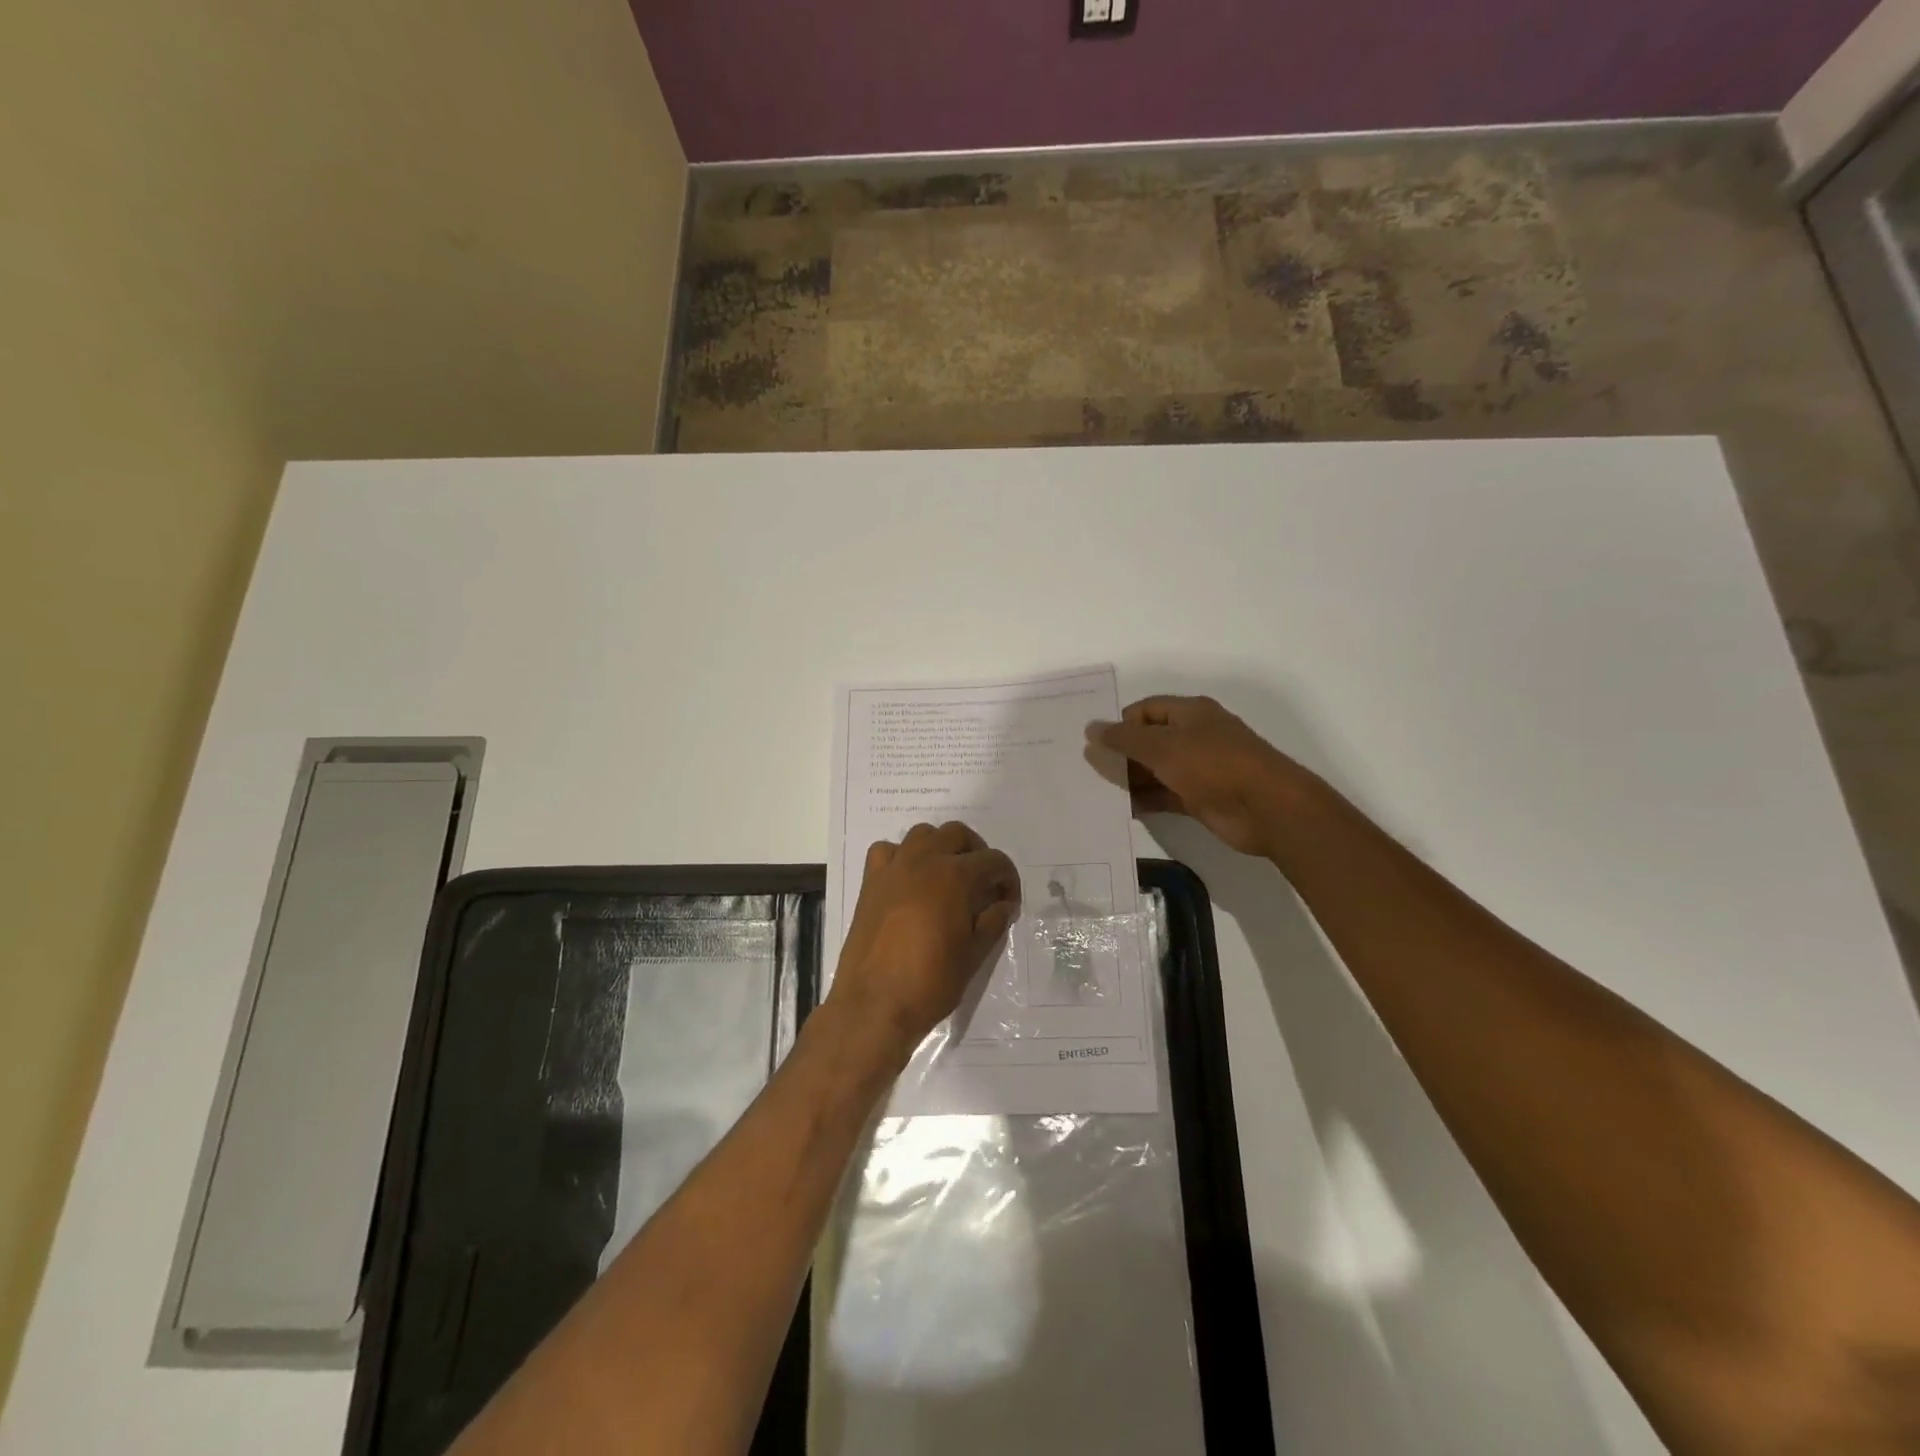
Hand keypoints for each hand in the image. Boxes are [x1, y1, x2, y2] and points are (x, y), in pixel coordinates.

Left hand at [830, 822, 1021, 1060]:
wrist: (874, 1005)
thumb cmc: (931, 982)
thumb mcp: (973, 955)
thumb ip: (993, 922)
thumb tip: (1004, 905)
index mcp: (955, 876)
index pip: (993, 860)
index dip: (1008, 879)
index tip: (1009, 902)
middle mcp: (924, 860)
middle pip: (957, 834)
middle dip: (977, 852)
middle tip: (983, 883)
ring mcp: (894, 868)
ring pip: (922, 834)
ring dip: (940, 847)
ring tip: (948, 876)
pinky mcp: (870, 882)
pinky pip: (887, 851)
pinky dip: (902, 856)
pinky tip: (908, 879)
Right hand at [1091, 695, 1311, 857]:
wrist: (1266, 808)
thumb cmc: (1213, 765)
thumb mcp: (1162, 747)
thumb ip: (1124, 739)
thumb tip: (1091, 728)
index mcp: (1189, 713)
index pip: (1145, 710)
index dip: (1120, 723)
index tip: (1095, 744)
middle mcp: (1194, 736)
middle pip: (1149, 741)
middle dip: (1121, 754)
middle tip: (1088, 770)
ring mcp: (1198, 769)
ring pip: (1155, 770)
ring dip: (1131, 780)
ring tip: (1098, 792)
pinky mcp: (1200, 798)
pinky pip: (1165, 795)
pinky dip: (1145, 801)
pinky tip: (1122, 809)